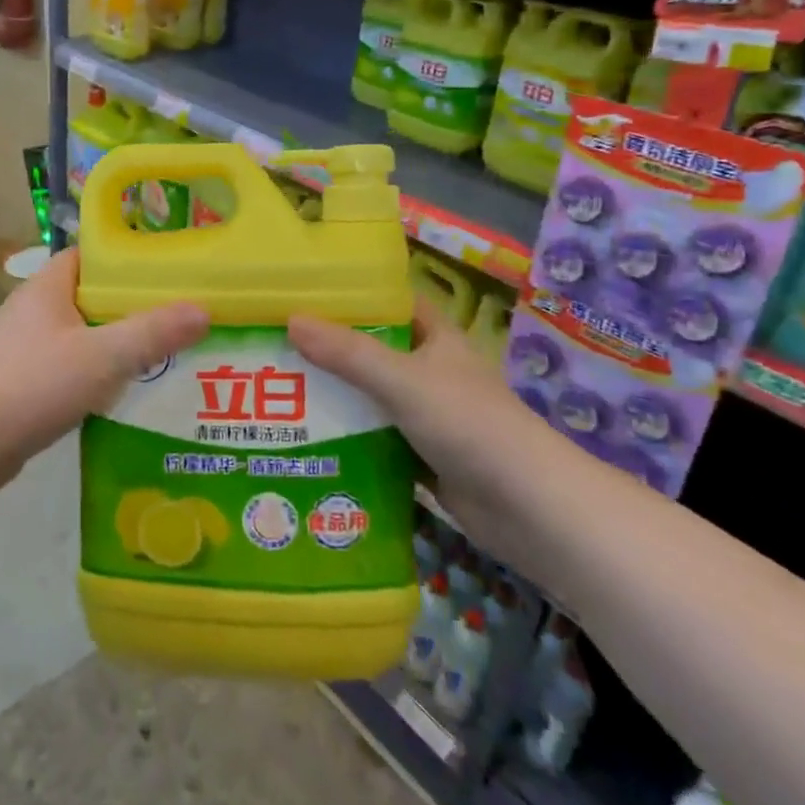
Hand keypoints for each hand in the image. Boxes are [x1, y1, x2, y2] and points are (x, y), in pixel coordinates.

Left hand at [0, 249, 208, 489]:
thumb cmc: (36, 384)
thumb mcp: (104, 356)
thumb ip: (153, 333)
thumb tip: (203, 310)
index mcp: (47, 286)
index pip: (90, 257)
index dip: (126, 261)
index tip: (165, 275)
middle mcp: (32, 309)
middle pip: (89, 297)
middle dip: (129, 308)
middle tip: (173, 320)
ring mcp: (23, 347)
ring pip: (80, 336)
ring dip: (112, 345)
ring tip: (159, 357)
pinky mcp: (20, 381)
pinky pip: (67, 368)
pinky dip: (93, 375)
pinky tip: (121, 394)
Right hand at [288, 297, 553, 512]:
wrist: (528, 508)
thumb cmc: (469, 425)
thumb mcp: (403, 381)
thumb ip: (348, 354)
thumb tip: (291, 320)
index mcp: (437, 340)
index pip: (392, 304)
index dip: (355, 296)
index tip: (306, 295)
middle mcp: (432, 373)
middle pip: (374, 352)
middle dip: (331, 351)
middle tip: (277, 346)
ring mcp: (429, 416)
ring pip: (372, 398)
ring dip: (337, 398)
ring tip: (279, 391)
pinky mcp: (423, 456)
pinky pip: (377, 439)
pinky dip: (349, 439)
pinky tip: (308, 439)